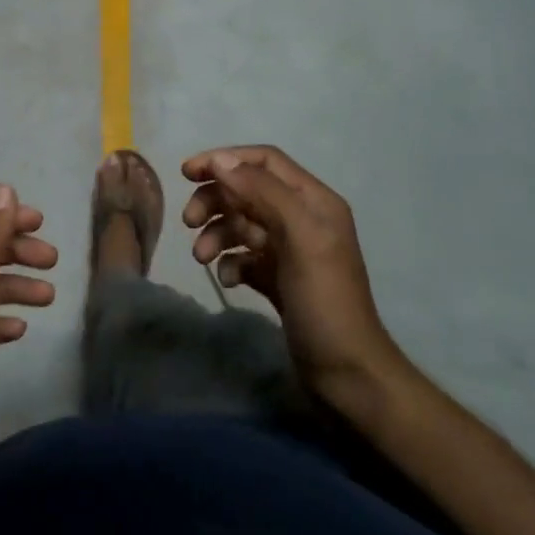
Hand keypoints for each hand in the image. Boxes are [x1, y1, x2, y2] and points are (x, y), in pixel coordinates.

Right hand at [182, 146, 403, 411]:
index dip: (225, 160)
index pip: (264, 161)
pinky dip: (229, 261)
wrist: (346, 374)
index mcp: (313, 201)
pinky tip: (227, 280)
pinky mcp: (277, 278)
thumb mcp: (299, 238)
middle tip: (188, 221)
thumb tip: (221, 162)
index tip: (187, 173)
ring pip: (240, 223)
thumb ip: (263, 193)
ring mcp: (288, 250)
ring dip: (216, 233)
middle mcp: (301, 219)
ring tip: (201, 258)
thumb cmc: (325, 300)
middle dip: (214, 200)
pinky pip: (243, 256)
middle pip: (246, 190)